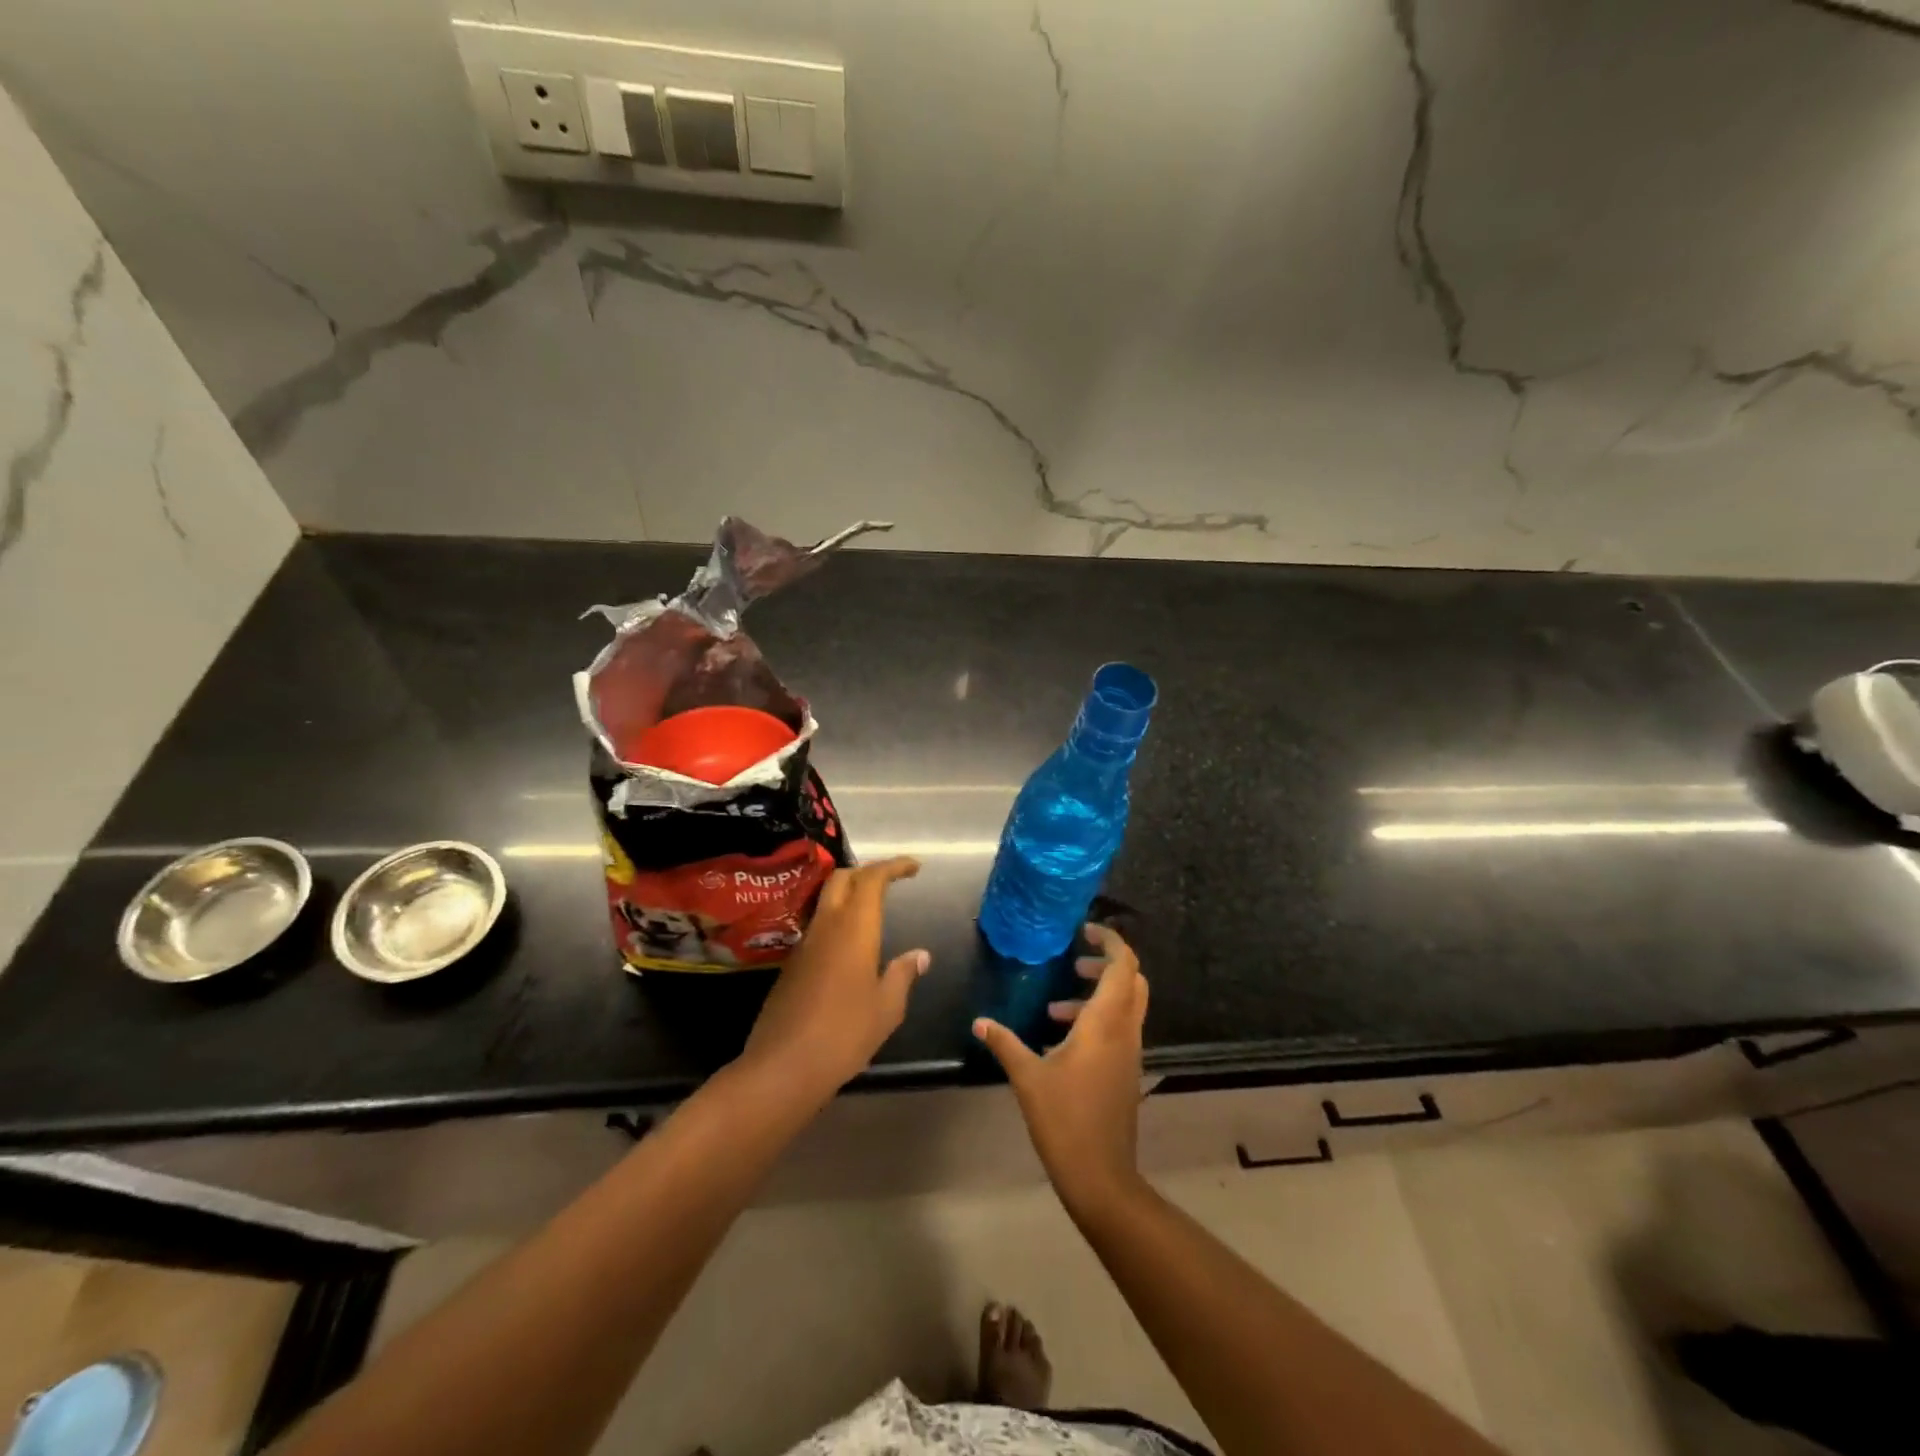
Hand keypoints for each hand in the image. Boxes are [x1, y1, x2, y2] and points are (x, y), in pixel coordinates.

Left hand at [738, 857, 929, 1104]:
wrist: (783, 1067)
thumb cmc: (844, 1033)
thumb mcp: (886, 1007)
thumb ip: (903, 974)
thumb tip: (920, 955)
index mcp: (854, 928)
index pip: (872, 878)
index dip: (893, 866)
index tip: (914, 867)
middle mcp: (826, 926)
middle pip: (842, 879)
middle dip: (867, 872)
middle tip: (891, 882)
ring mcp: (804, 944)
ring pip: (826, 901)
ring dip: (849, 895)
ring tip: (873, 911)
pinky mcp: (791, 964)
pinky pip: (817, 927)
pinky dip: (837, 921)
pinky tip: (850, 947)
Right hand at [973, 924, 1148, 1213]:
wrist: (1102, 1176)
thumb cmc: (1065, 1120)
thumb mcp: (1028, 1077)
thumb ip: (1005, 1043)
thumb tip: (979, 1022)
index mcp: (1105, 1023)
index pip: (1123, 966)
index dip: (1110, 941)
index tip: (1084, 931)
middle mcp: (1125, 1031)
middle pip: (1132, 980)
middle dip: (1106, 964)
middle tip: (1073, 963)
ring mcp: (1130, 1053)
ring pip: (1127, 1005)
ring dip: (1098, 994)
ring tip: (1055, 1007)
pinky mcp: (1126, 1072)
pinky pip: (1120, 1029)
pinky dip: (1098, 1019)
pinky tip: (1062, 1039)